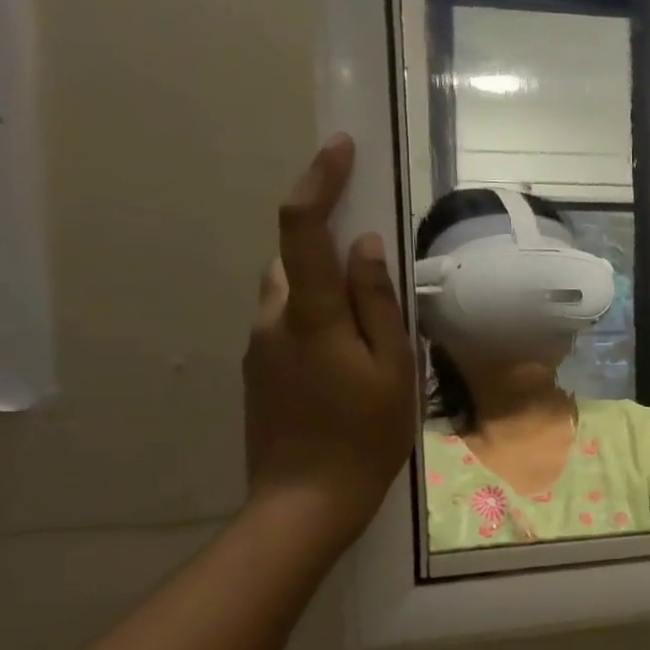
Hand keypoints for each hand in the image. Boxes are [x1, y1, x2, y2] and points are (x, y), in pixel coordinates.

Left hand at [243, 135, 414, 552]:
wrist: (304, 502)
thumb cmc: (365, 436)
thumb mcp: (393, 369)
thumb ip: (378, 303)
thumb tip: (367, 245)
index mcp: (310, 315)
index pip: (302, 228)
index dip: (318, 180)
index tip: (339, 147)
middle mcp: (272, 319)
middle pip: (293, 258)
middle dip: (328, 244)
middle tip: (376, 268)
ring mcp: (258, 347)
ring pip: (289, 293)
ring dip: (323, 288)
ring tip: (368, 329)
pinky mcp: (256, 371)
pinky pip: (285, 323)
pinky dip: (316, 319)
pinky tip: (347, 361)